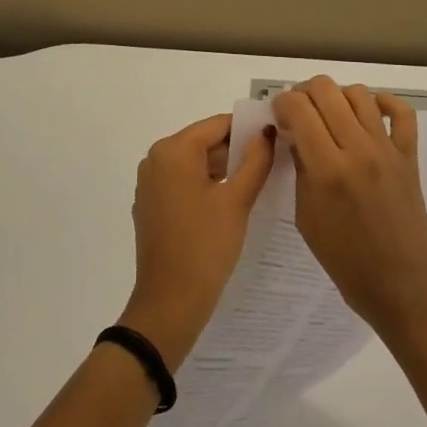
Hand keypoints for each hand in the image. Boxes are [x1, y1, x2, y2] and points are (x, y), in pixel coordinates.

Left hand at [119, 114, 274, 369]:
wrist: (171, 301)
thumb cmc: (206, 244)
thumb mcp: (237, 200)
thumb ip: (255, 160)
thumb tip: (266, 132)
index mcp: (173, 150)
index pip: (217, 125)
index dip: (248, 128)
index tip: (276, 136)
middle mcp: (155, 159)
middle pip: (203, 142)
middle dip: (236, 149)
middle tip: (272, 161)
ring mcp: (149, 184)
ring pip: (193, 163)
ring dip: (222, 168)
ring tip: (257, 180)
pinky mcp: (151, 206)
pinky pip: (182, 183)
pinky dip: (205, 185)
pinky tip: (230, 201)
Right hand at [273, 78, 426, 339]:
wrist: (399, 285)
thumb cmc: (344, 259)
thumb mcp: (305, 216)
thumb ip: (299, 168)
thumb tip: (293, 134)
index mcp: (327, 169)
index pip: (298, 108)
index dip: (281, 103)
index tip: (277, 116)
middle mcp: (358, 149)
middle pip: (326, 90)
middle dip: (303, 93)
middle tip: (298, 113)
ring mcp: (387, 150)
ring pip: (359, 94)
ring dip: (336, 96)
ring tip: (328, 114)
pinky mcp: (409, 156)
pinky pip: (401, 112)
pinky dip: (383, 102)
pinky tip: (368, 112)